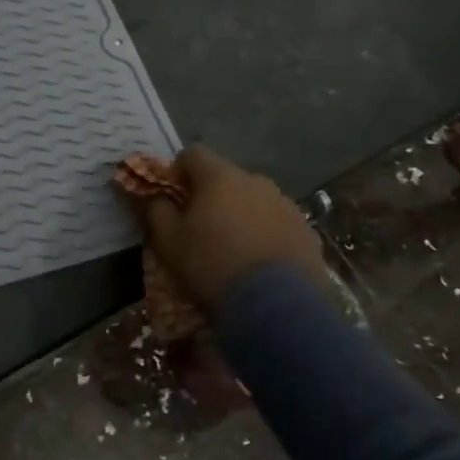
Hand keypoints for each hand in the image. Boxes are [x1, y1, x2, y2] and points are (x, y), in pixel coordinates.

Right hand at [117, 145, 324, 312]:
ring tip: (232, 248)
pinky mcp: (306, 230)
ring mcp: (285, 204)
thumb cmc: (212, 265)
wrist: (275, 305)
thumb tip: (153, 195)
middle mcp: (256, 181)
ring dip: (239, 213)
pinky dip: (264, 232)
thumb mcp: (169, 241)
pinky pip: (276, 221)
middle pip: (224, 177)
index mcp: (220, 177)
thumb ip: (156, 210)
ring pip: (252, 199)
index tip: (172, 198)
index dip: (177, 172)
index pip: (192, 154)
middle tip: (199, 228)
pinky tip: (258, 262)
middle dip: (210, 196)